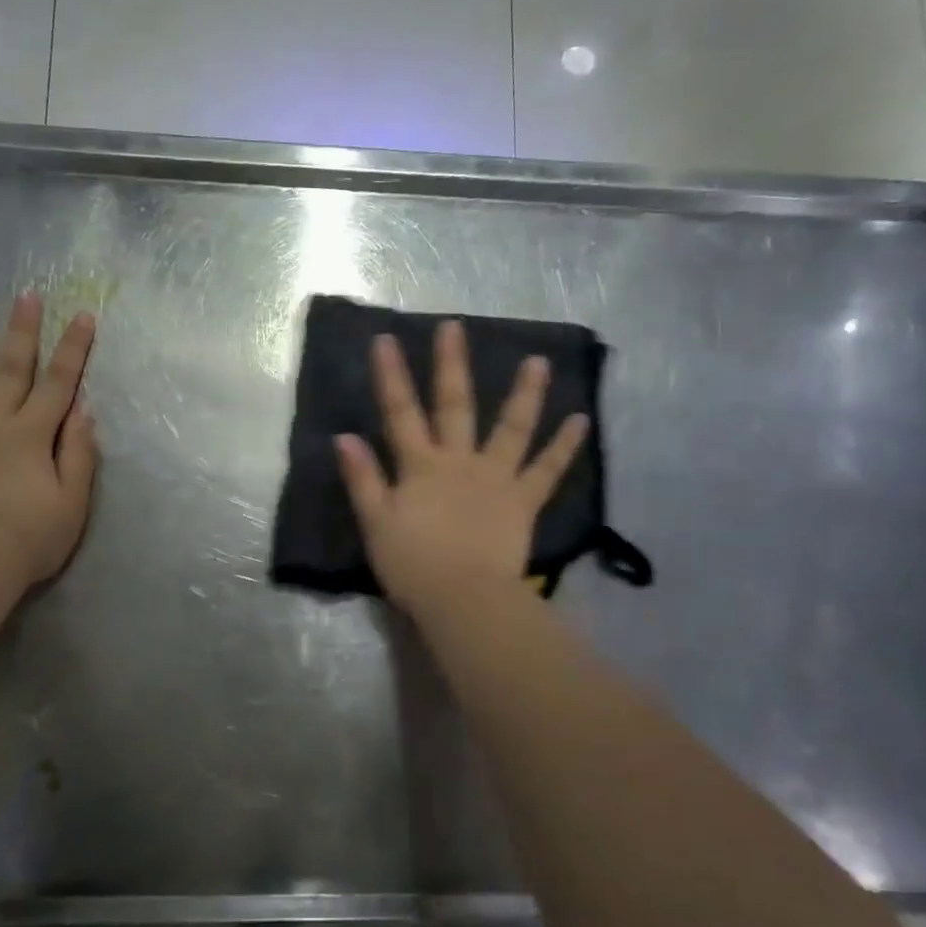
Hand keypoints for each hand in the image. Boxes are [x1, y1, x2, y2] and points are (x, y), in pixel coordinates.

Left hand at [0, 293, 98, 588]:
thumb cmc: (31, 539)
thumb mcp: (73, 501)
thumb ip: (80, 453)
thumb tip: (84, 410)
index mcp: (34, 435)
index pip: (59, 383)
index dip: (74, 348)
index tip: (83, 315)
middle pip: (12, 369)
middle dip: (23, 330)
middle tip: (27, 294)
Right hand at [335, 319, 588, 614]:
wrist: (463, 599)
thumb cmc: (413, 565)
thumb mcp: (376, 523)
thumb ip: (363, 478)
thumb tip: (344, 437)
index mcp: (421, 466)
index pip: (400, 413)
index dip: (391, 376)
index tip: (386, 339)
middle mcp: (459, 461)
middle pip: (455, 406)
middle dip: (451, 364)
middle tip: (455, 327)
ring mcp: (496, 478)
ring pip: (511, 428)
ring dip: (525, 393)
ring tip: (538, 361)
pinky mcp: (523, 501)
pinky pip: (547, 470)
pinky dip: (564, 446)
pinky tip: (581, 420)